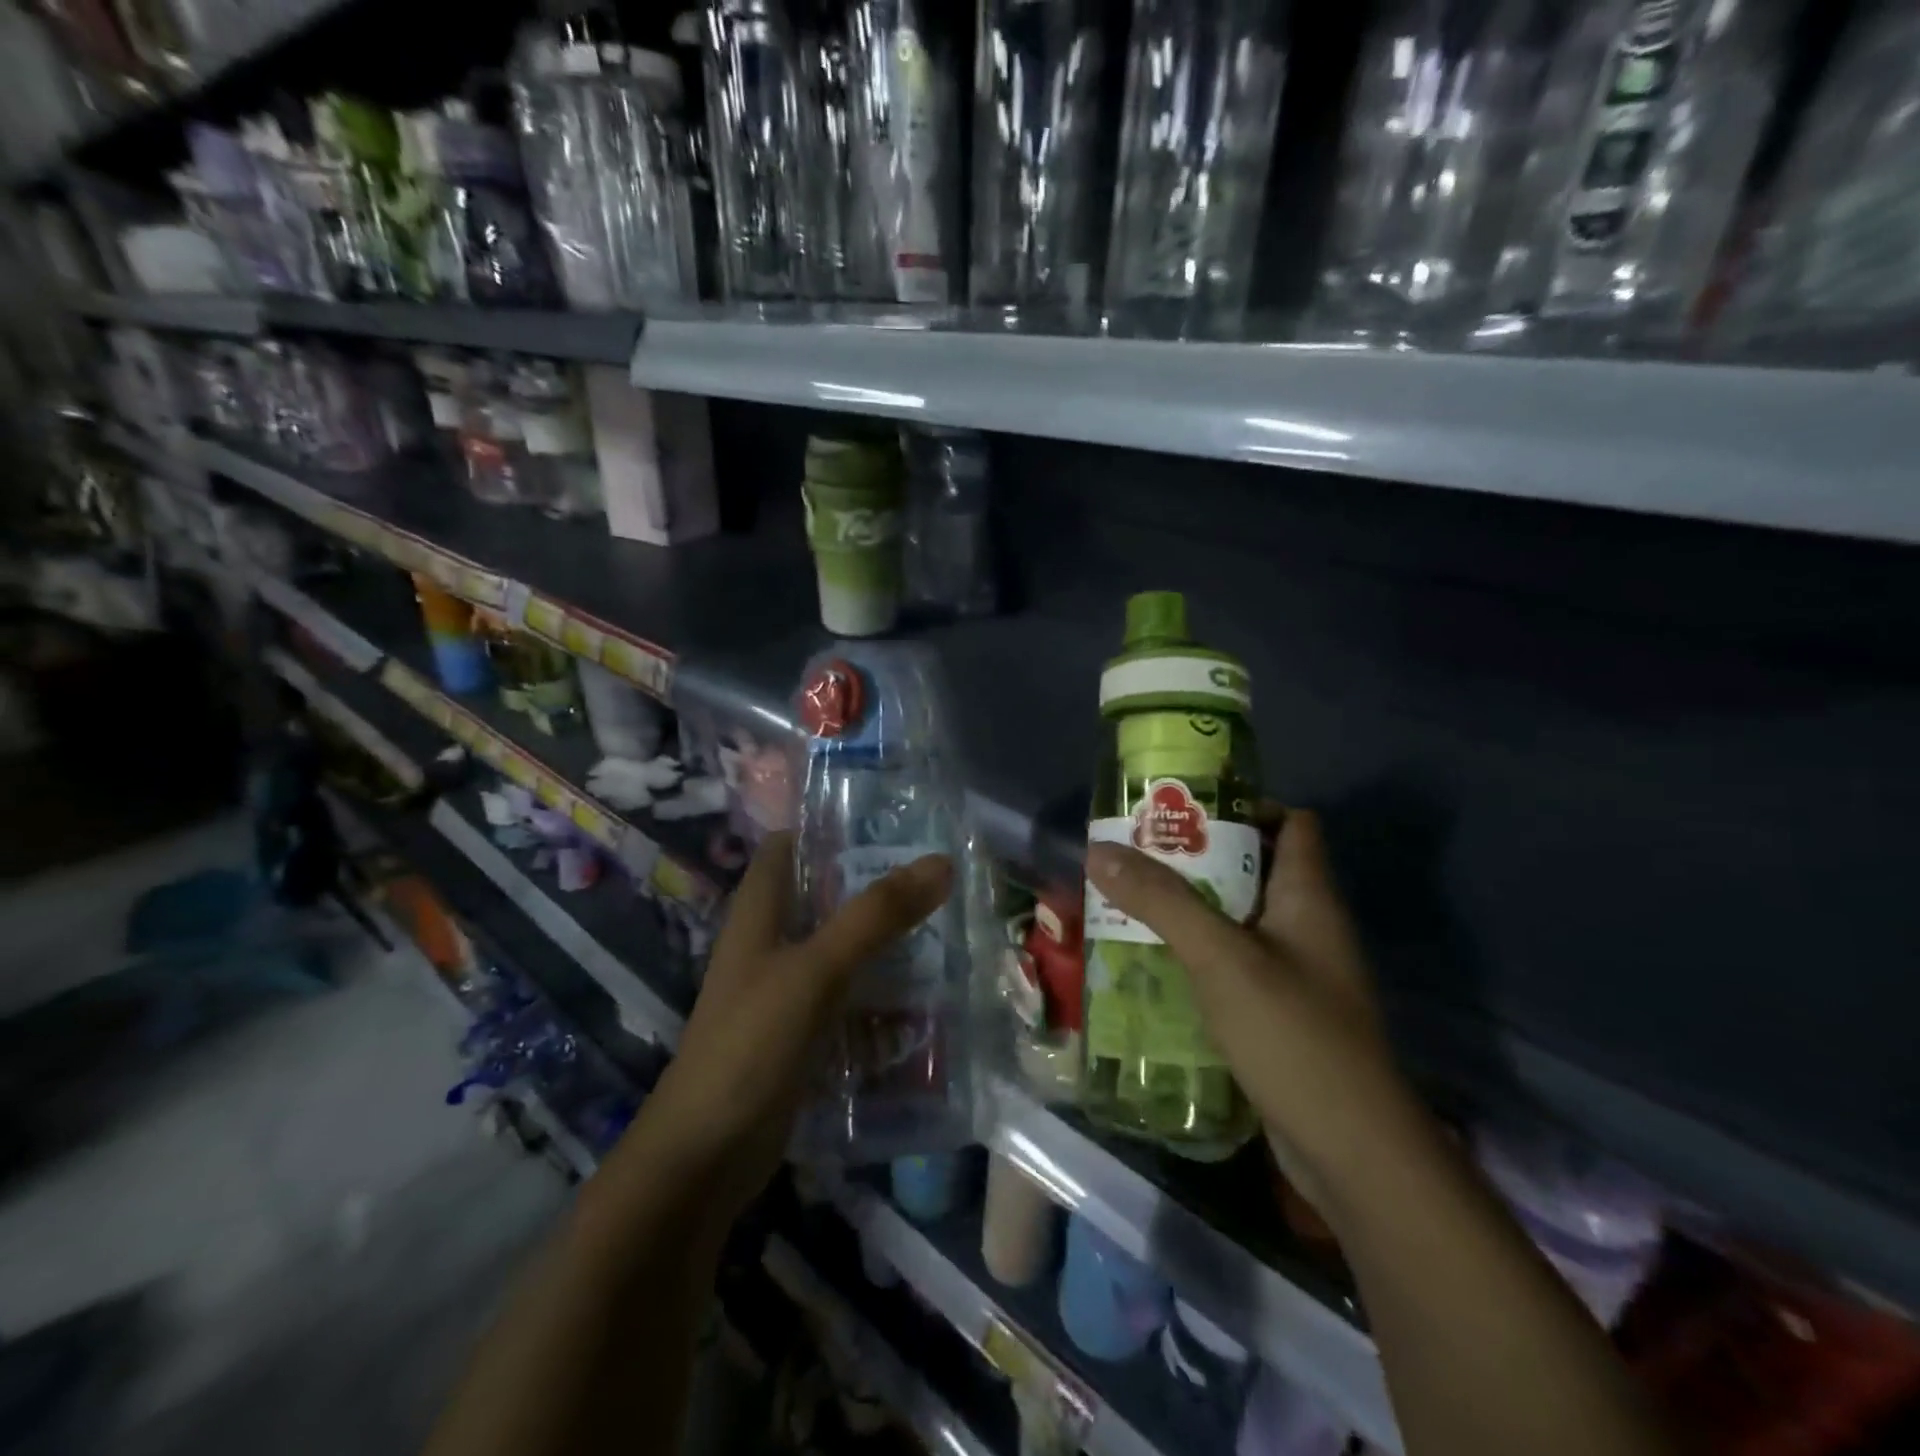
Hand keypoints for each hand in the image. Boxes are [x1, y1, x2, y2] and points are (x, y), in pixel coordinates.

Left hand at [638, 831, 952, 1212]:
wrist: (704, 1157)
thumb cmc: (750, 1044)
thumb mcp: (816, 970)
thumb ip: (876, 916)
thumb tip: (940, 861)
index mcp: (758, 912)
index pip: (789, 846)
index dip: (830, 826)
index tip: (890, 820)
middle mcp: (769, 943)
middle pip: (822, 894)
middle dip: (873, 883)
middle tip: (936, 874)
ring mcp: (783, 990)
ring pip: (839, 946)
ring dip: (882, 937)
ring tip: (945, 924)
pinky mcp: (799, 1033)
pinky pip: (846, 996)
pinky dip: (878, 988)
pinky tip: (923, 992)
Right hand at [1084, 809, 1418, 1210]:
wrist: (1351, 1150)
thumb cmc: (1292, 1033)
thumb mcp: (1219, 957)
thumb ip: (1161, 901)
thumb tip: (1100, 850)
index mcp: (1308, 896)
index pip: (1291, 823)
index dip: (1246, 807)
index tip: (1187, 811)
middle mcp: (1308, 925)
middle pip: (1255, 869)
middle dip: (1198, 859)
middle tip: (1139, 856)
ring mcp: (1298, 973)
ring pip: (1239, 919)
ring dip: (1191, 909)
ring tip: (1132, 903)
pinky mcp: (1282, 1013)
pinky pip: (1235, 964)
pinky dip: (1198, 955)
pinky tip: (1155, 963)